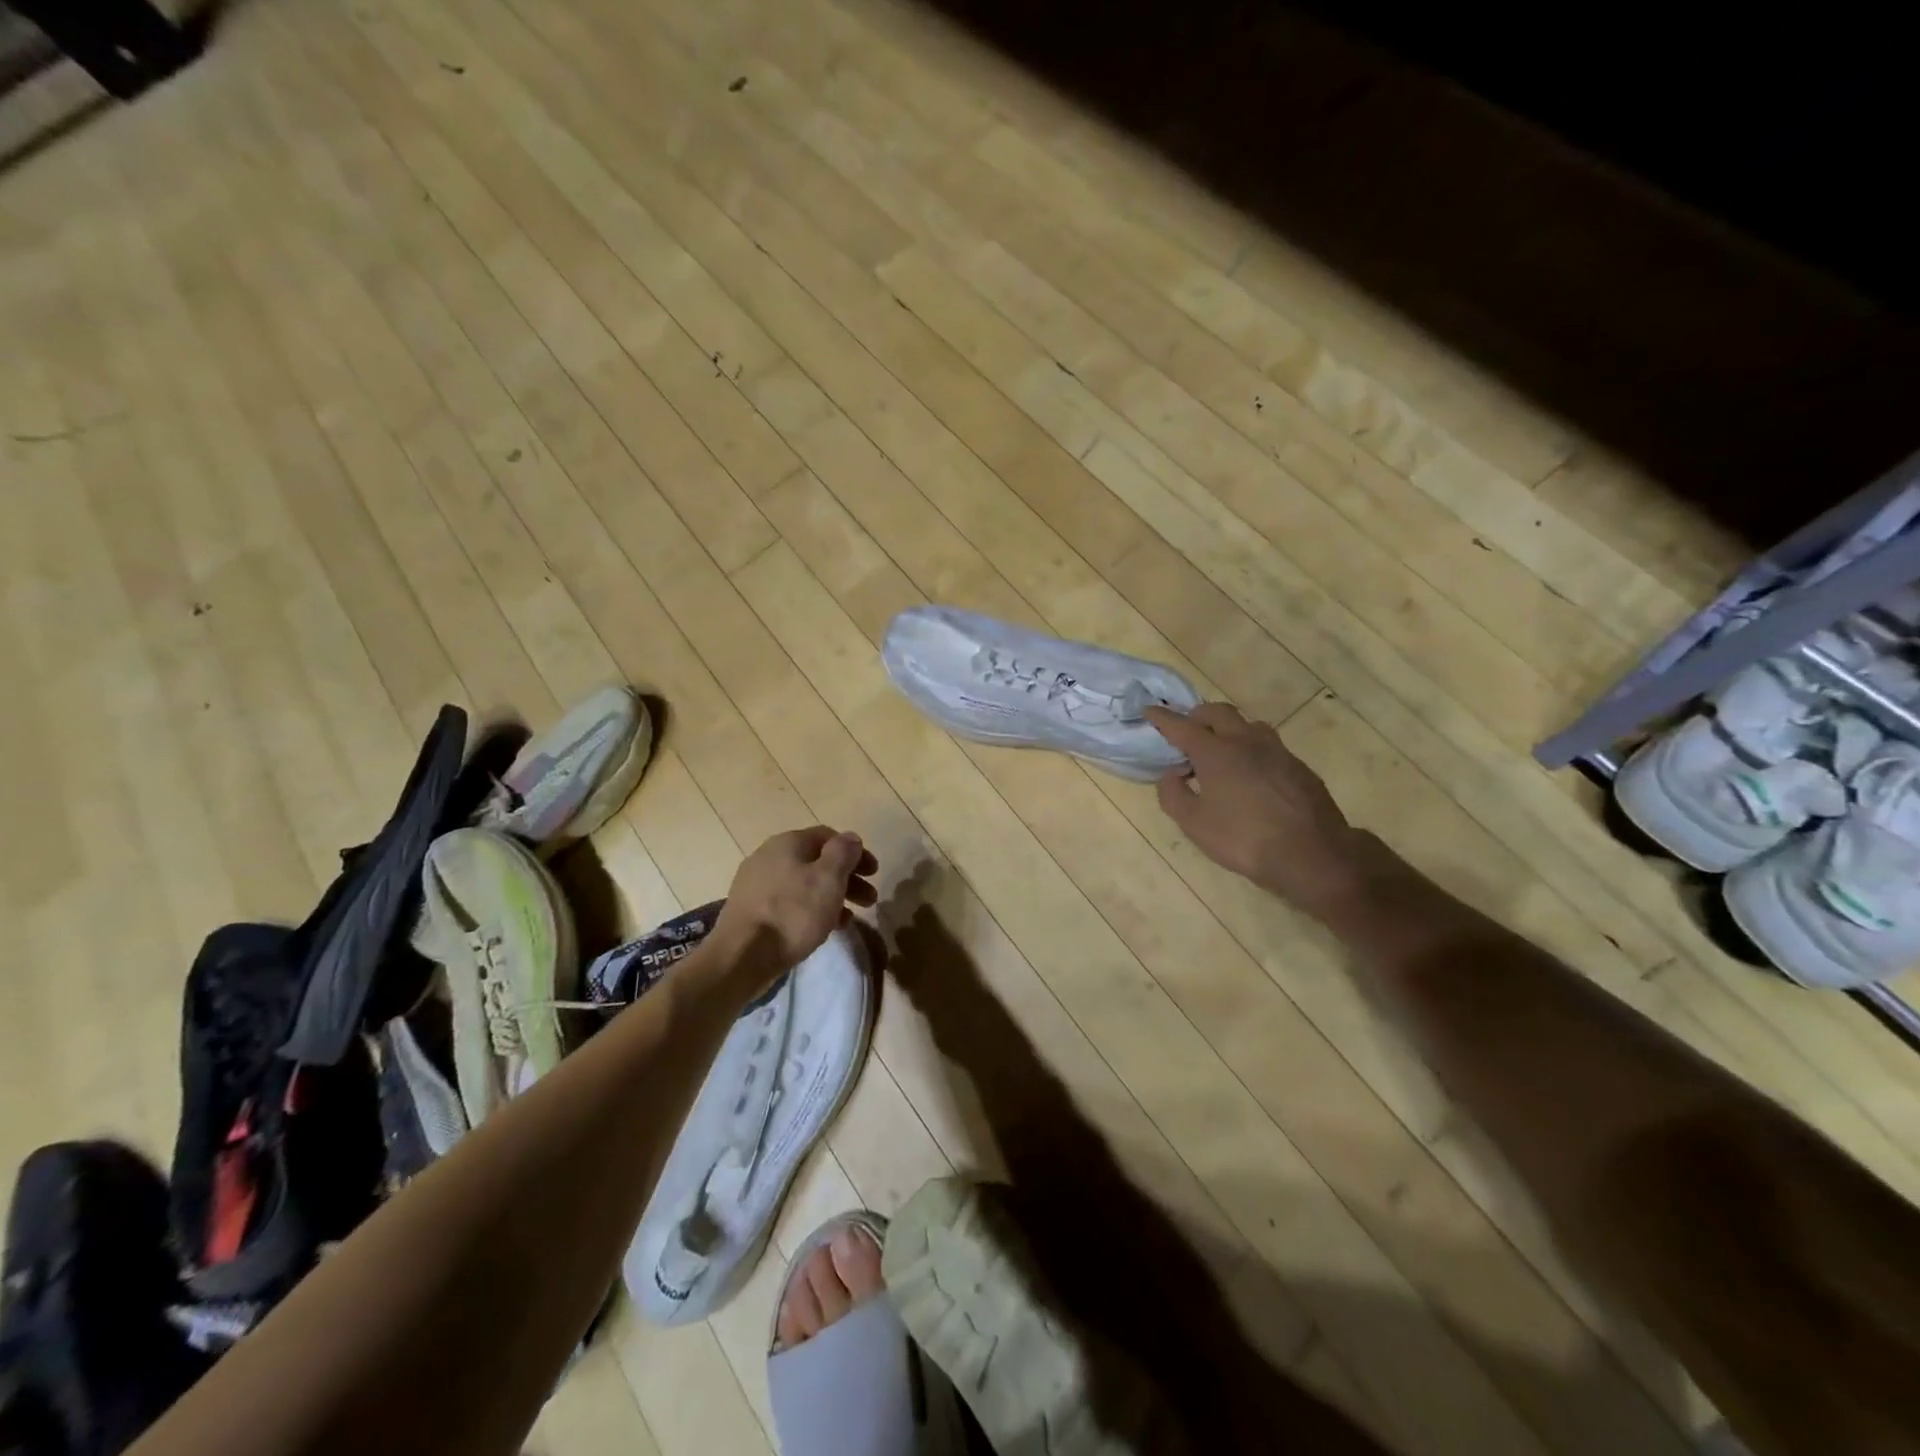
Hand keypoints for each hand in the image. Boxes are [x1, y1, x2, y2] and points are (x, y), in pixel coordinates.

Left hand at [712, 827, 878, 983]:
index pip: (829, 836)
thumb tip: (850, 838)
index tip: (874, 873)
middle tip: (869, 899)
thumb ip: (843, 853)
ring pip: (804, 884)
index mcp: (787, 843)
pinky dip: (811, 910)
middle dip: (847, 878)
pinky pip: (789, 903)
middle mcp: (769, 856)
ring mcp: (756, 884)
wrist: (742, 956)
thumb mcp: (828, 879)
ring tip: (849, 918)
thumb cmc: (793, 913)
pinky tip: (823, 929)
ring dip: (832, 896)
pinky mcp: (751, 910)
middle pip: (817, 861)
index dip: (855, 852)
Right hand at [1144, 703, 1370, 915]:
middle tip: (1187, 730)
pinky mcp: (1298, 767)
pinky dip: (1251, 749)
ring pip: (1248, 725)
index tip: (1150, 711)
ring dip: (1229, 729)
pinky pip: (1269, 746)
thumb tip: (1170, 775)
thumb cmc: (1243, 839)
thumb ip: (1173, 795)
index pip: (1182, 726)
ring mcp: (1277, 751)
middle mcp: (1246, 741)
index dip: (1163, 718)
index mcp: (1215, 752)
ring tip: (1221, 751)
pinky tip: (1251, 774)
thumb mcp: (1194, 824)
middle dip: (1198, 715)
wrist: (1311, 854)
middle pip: (1218, 712)